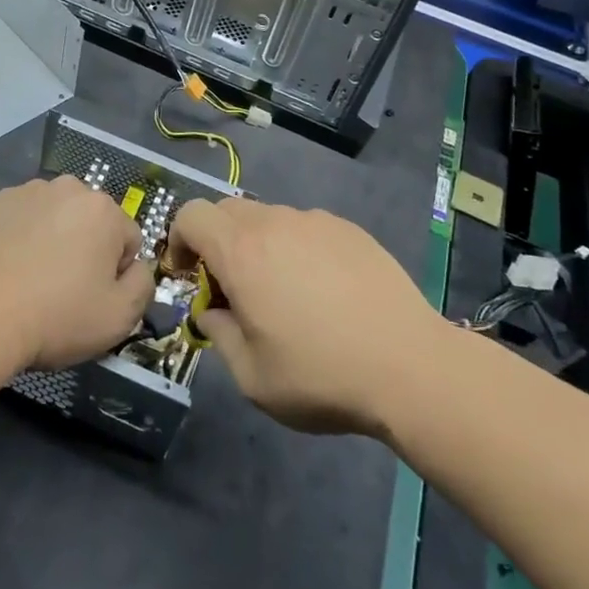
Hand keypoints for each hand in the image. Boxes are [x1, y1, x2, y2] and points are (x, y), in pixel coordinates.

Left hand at [0, 176, 154, 372]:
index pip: (128, 241)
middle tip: (64, 290)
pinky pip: (24, 220)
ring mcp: (28, 192)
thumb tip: (136, 268)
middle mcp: (69, 188)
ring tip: (33, 281)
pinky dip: (23, 237)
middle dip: (86, 250)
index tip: (92, 299)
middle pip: (92, 223)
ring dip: (55, 240)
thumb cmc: (57, 317)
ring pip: (57, 218)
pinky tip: (10, 269)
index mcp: (104, 209)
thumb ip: (143, 285)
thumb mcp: (120, 317)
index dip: (116, 275)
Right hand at [168, 198, 442, 437]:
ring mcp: (316, 221)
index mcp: (242, 252)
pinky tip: (323, 291)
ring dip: (258, 245)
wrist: (409, 365)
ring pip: (269, 218)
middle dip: (216, 243)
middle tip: (232, 290)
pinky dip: (297, 248)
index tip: (188, 275)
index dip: (179, 239)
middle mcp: (276, 223)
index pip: (192, 214)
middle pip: (227, 211)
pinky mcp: (349, 229)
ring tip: (283, 294)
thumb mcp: (252, 376)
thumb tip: (212, 312)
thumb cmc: (320, 375)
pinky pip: (306, 228)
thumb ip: (219, 335)